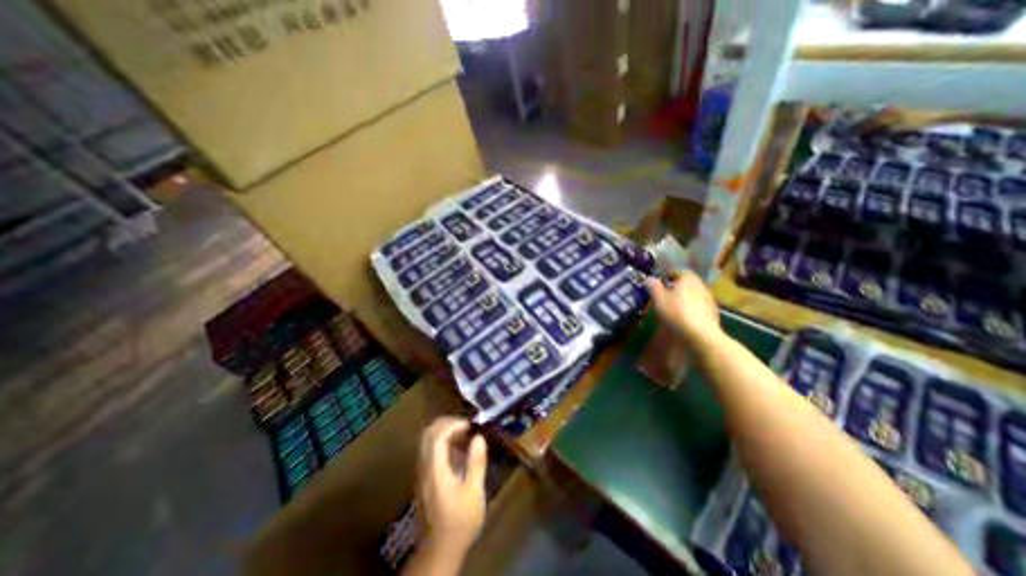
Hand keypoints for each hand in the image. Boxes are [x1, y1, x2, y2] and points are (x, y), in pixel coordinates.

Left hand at [415, 418, 484, 552]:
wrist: (439, 550)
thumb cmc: (460, 521)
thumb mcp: (474, 493)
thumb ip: (476, 462)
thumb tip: (479, 437)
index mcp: (435, 470)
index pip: (437, 437)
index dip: (453, 425)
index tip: (470, 424)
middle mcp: (424, 468)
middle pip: (427, 434)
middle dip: (446, 423)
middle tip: (466, 425)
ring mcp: (420, 473)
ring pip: (426, 441)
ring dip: (443, 431)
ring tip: (463, 434)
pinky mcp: (422, 478)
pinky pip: (428, 450)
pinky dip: (440, 441)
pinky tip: (456, 450)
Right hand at [644, 271, 724, 349]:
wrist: (701, 334)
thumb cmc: (676, 312)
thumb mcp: (659, 298)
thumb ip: (654, 286)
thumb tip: (649, 278)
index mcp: (688, 278)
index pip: (678, 271)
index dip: (668, 275)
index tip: (660, 281)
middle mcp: (700, 285)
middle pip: (687, 282)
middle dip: (676, 286)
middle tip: (665, 293)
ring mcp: (709, 299)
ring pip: (693, 294)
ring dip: (684, 297)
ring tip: (673, 306)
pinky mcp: (712, 312)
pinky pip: (699, 305)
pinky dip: (691, 307)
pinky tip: (684, 316)